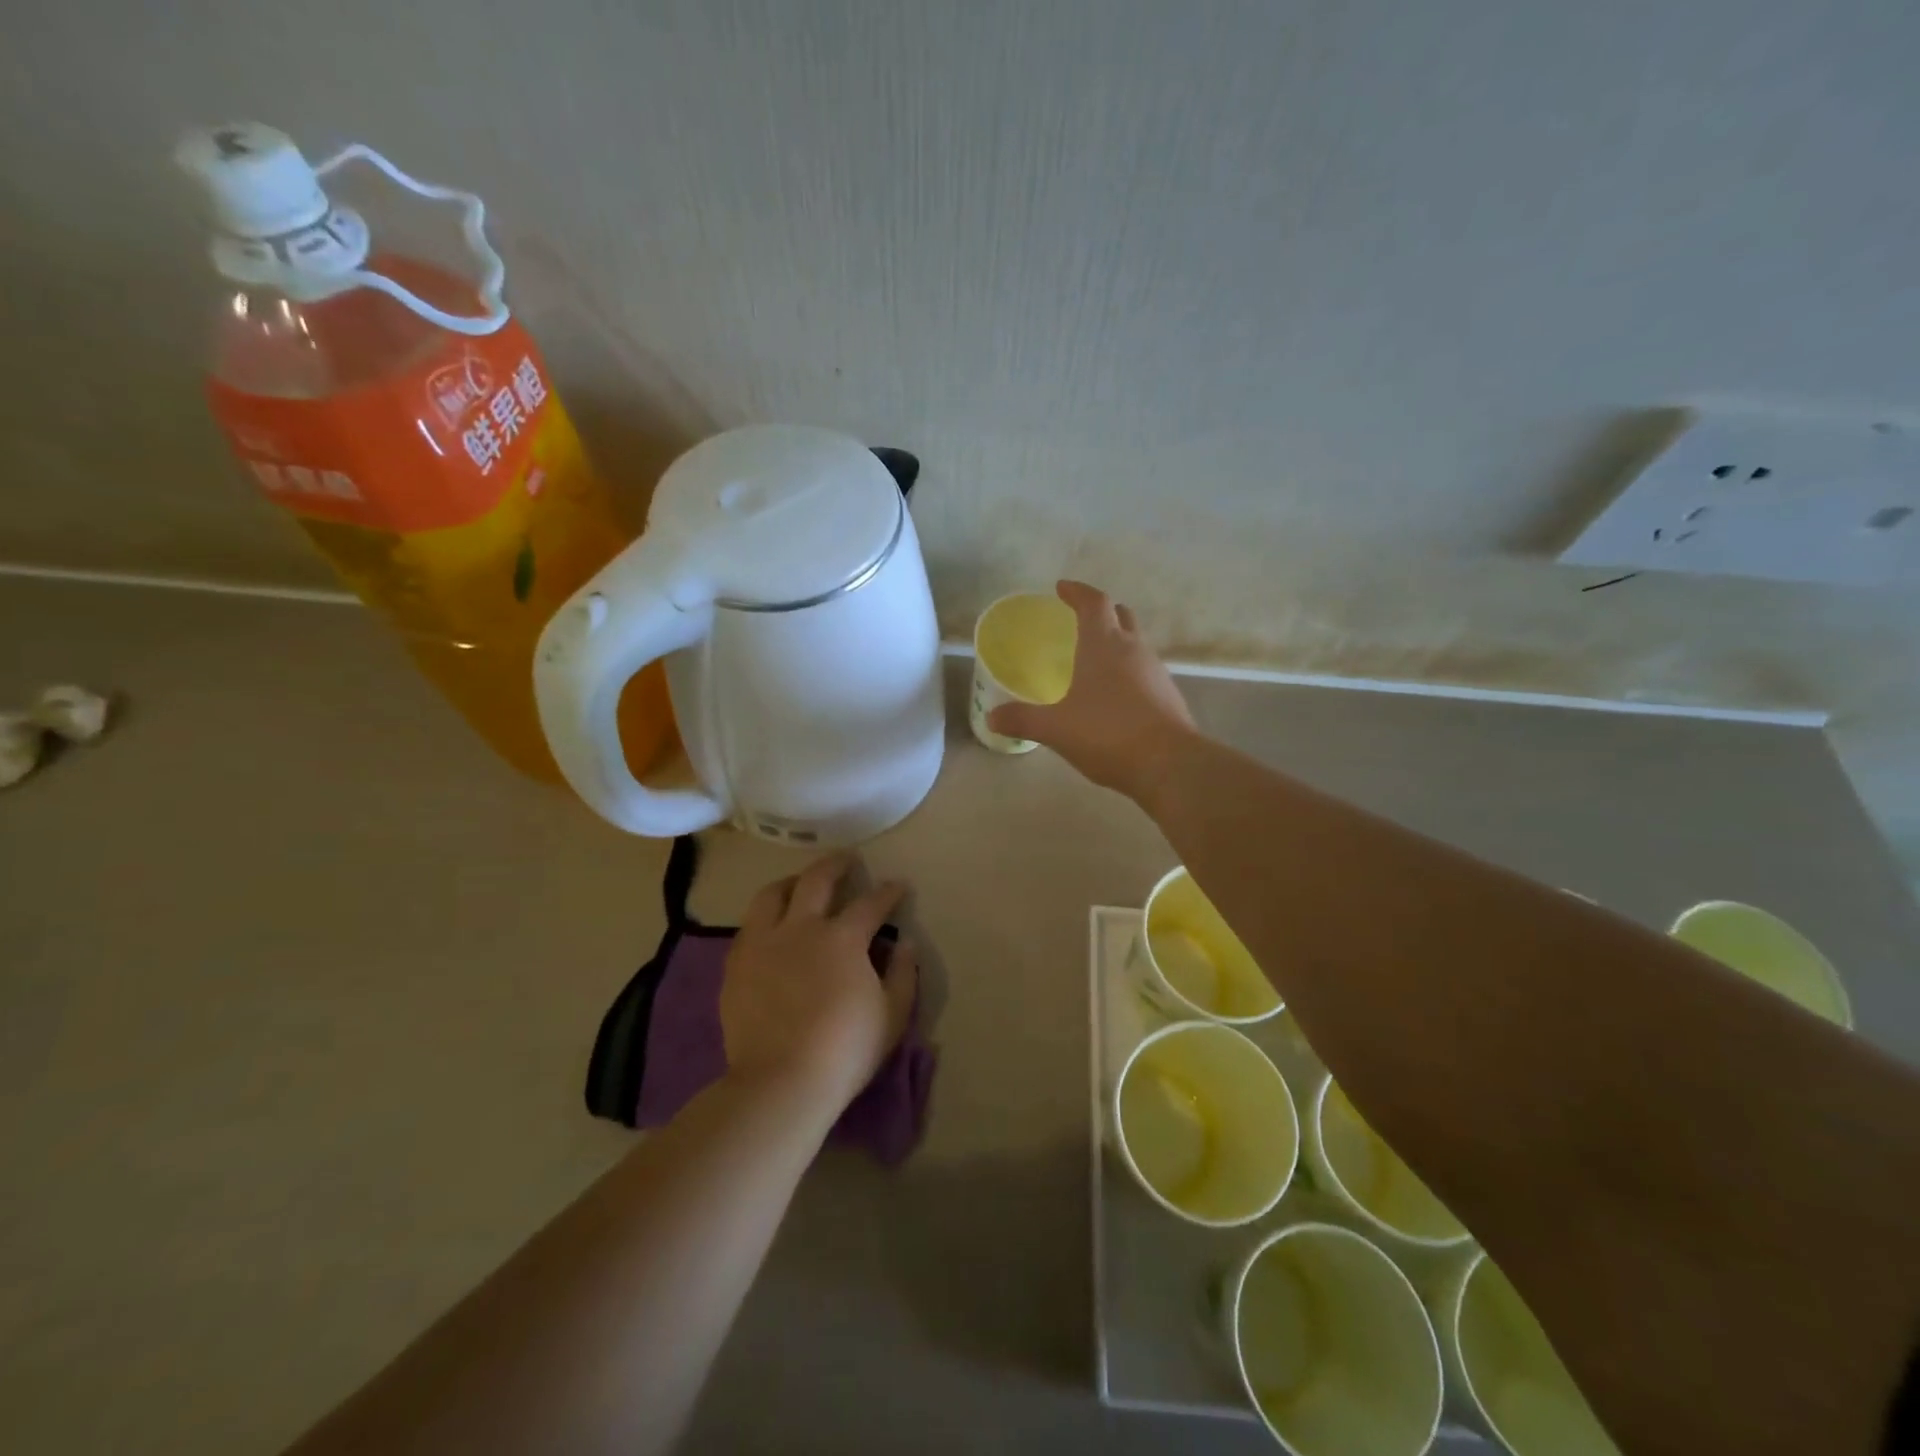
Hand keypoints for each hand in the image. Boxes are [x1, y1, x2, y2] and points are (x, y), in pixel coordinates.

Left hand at [720, 855, 918, 1110]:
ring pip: (773, 894)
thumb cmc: (845, 1050)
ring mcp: (764, 943)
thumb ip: (902, 974)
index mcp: (843, 938)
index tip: (898, 886)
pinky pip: (749, 926)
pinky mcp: (737, 964)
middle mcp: (802, 928)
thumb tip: (904, 944)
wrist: (781, 1082)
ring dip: (791, 882)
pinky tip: (770, 925)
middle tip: (847, 860)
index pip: (871, 903)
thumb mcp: (892, 1015)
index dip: (888, 892)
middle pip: (817, 880)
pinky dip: (765, 916)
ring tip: (799, 883)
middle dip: (836, 865)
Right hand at [986, 580, 1197, 800]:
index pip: (1093, 602)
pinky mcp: (1168, 695)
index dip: (1077, 591)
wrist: (1169, 764)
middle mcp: (1133, 649)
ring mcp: (1156, 671)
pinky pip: (1144, 671)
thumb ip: (1022, 719)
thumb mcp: (1056, 728)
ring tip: (1094, 659)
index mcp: (1103, 644)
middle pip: (1120, 615)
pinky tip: (1114, 694)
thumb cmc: (1107, 733)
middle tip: (1080, 618)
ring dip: (1116, 642)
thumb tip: (992, 717)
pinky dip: (1128, 671)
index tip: (1062, 588)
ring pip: (1135, 643)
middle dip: (1101, 611)